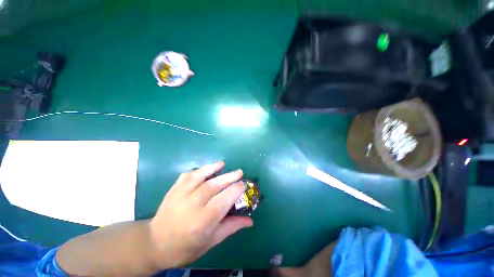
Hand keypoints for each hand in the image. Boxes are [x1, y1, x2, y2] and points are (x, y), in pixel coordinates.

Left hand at [149, 161, 252, 267]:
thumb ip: (231, 227)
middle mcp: (191, 205)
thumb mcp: (211, 241)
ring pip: (200, 176)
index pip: (224, 200)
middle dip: (229, 177)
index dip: (236, 190)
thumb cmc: (186, 247)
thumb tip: (250, 221)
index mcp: (202, 221)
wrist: (155, 243)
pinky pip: (187, 175)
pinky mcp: (173, 189)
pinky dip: (198, 170)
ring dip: (213, 168)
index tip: (244, 184)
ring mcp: (180, 195)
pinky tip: (205, 169)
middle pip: (214, 185)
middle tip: (239, 172)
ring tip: (223, 164)